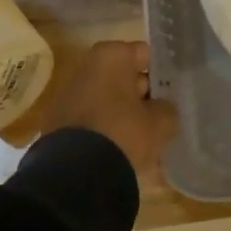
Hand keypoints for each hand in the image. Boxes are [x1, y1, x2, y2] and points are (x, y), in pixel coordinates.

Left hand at [41, 40, 176, 184]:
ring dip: (125, 115)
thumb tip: (162, 109)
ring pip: (108, 102)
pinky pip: (93, 122)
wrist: (75, 175)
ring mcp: (68, 96)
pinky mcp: (58, 125)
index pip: (145, 55)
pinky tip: (124, 152)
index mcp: (111, 57)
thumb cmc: (124, 133)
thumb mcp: (160, 122)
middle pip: (124, 78)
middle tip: (162, 117)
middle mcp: (86, 68)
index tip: (173, 93)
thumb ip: (167, 109)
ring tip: (146, 139)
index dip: (161, 73)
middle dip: (142, 96)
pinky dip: (107, 131)